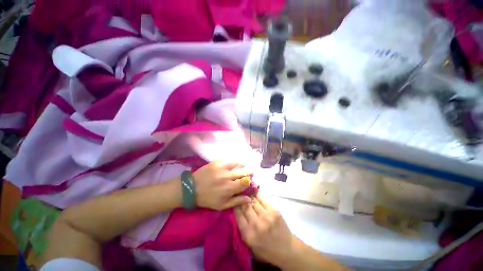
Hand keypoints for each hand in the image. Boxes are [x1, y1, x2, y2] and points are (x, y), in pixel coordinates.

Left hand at [192, 160, 252, 209]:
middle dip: (249, 171)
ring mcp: (222, 167)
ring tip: (243, 166)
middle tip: (250, 172)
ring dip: (242, 165)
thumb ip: (237, 201)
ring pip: (237, 163)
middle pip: (244, 171)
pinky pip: (228, 159)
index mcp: (230, 188)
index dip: (250, 180)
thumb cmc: (207, 199)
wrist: (192, 189)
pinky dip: (233, 161)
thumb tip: (249, 199)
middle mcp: (228, 176)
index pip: (246, 182)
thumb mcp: (222, 205)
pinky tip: (233, 163)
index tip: (250, 180)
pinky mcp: (216, 162)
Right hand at [234, 195, 294, 266]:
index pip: (237, 214)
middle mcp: (256, 224)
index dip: (235, 205)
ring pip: (253, 201)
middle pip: (245, 206)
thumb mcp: (249, 245)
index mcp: (248, 234)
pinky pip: (262, 199)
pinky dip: (257, 194)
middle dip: (241, 199)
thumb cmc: (266, 249)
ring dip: (249, 196)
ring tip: (246, 191)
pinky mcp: (274, 210)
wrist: (286, 250)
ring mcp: (266, 216)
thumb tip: (236, 210)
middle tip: (239, 194)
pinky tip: (254, 191)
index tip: (234, 201)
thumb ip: (242, 228)